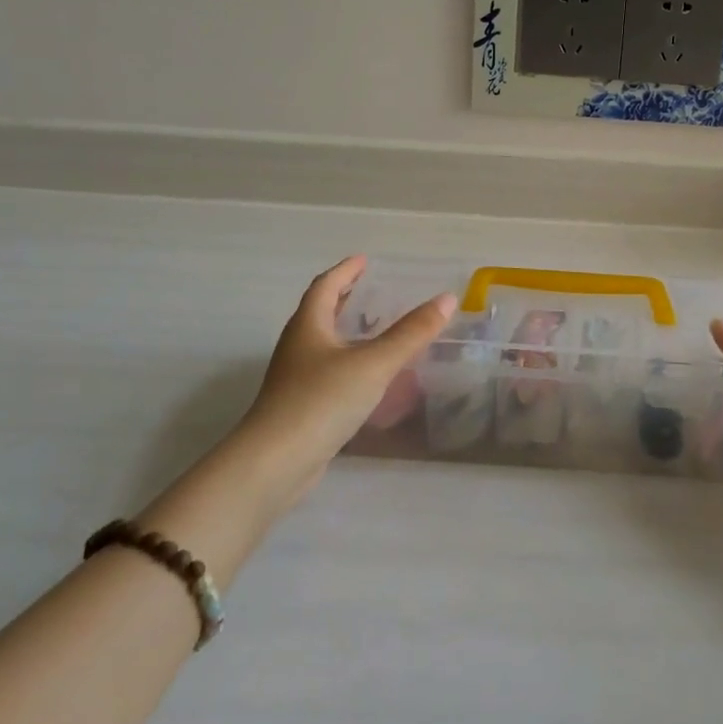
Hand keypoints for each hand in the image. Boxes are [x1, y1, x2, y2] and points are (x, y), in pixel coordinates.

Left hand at [235, 255, 453, 488]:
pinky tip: (366, 376)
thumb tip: (447, 299)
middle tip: (369, 289)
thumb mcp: (374, 363)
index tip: (364, 260)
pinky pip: (326, 371)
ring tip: (373, 329)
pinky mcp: (300, 406)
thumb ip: (411, 333)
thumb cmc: (322, 401)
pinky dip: (347, 361)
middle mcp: (297, 346)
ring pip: (322, 343)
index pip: (325, 286)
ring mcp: (295, 378)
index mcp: (308, 326)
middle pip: (319, 312)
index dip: (345, 271)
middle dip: (343, 298)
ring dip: (344, 330)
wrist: (275, 462)